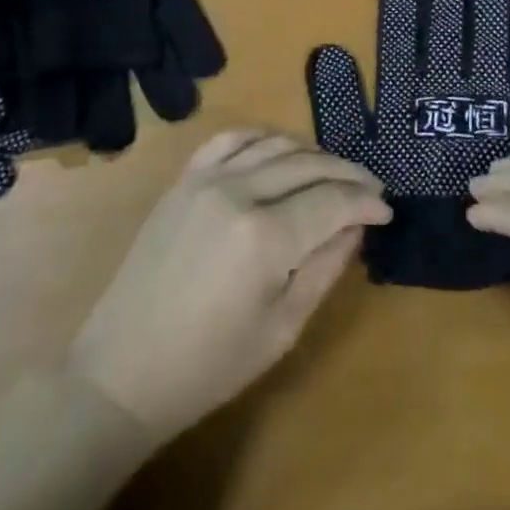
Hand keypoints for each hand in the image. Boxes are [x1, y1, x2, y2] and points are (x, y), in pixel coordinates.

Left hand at [69, 129, 390, 444]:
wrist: (123, 372)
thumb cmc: (209, 366)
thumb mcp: (282, 328)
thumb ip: (325, 268)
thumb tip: (357, 227)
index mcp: (265, 238)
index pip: (333, 201)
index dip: (366, 202)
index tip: (386, 211)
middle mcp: (239, 193)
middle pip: (310, 165)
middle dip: (348, 174)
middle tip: (371, 189)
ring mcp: (206, 179)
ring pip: (276, 145)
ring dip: (313, 154)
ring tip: (334, 174)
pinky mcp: (184, 179)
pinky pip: (232, 138)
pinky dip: (264, 137)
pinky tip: (281, 150)